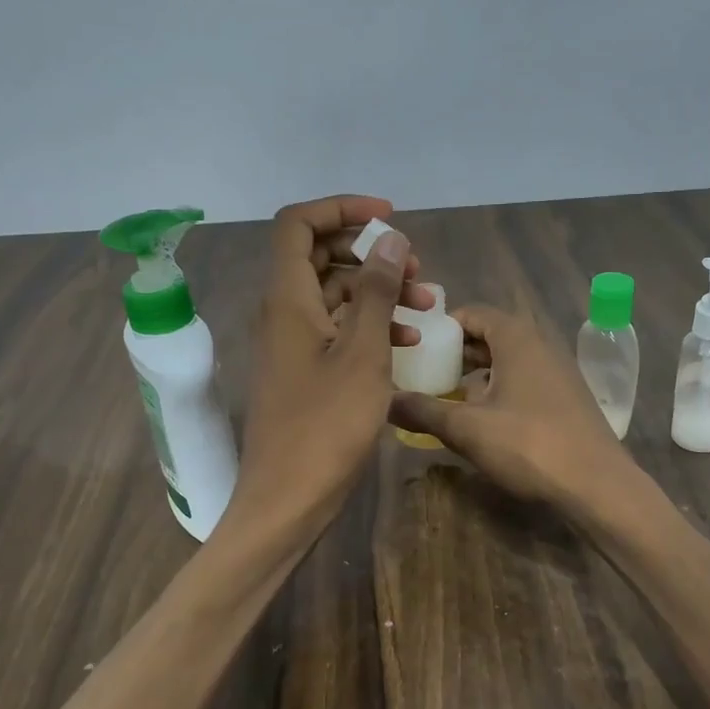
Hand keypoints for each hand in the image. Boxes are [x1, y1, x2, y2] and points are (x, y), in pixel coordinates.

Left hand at [229, 195, 430, 534]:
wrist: (288, 499)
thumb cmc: (326, 426)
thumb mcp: (362, 353)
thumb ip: (375, 291)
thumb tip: (390, 239)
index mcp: (287, 298)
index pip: (298, 224)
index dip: (341, 209)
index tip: (389, 219)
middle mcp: (283, 313)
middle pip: (320, 256)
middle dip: (370, 254)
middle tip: (416, 269)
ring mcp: (292, 344)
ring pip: (335, 296)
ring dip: (378, 292)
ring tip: (426, 305)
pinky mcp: (304, 371)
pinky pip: (337, 331)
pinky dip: (370, 327)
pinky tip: (408, 343)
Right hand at [388, 304, 636, 515]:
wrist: (598, 485)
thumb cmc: (529, 445)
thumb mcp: (467, 429)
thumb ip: (423, 410)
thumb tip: (384, 400)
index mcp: (516, 337)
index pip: (471, 313)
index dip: (440, 328)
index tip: (414, 349)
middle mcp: (539, 343)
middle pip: (488, 336)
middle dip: (454, 354)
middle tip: (422, 375)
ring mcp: (556, 370)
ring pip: (505, 361)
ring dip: (475, 375)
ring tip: (445, 399)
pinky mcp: (565, 397)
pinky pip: (522, 381)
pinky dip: (497, 390)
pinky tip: (481, 420)